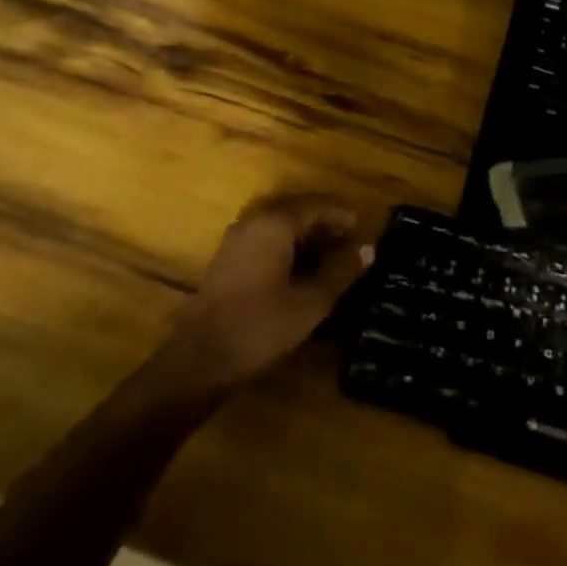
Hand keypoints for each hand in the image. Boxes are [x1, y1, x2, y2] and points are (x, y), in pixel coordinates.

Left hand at [161, 193, 374, 391]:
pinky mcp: (228, 259)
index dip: (342, 215)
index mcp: (275, 224)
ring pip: (280, 225)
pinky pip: (266, 239)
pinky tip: (302, 270)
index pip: (317, 205)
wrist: (199, 360)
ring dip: (307, 235)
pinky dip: (288, 246)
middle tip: (351, 242)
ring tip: (331, 257)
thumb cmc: (260, 327)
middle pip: (297, 210)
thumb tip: (368, 249)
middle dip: (325, 223)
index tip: (364, 229)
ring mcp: (237, 240)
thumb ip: (341, 272)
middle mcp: (254, 222)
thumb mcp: (311, 303)